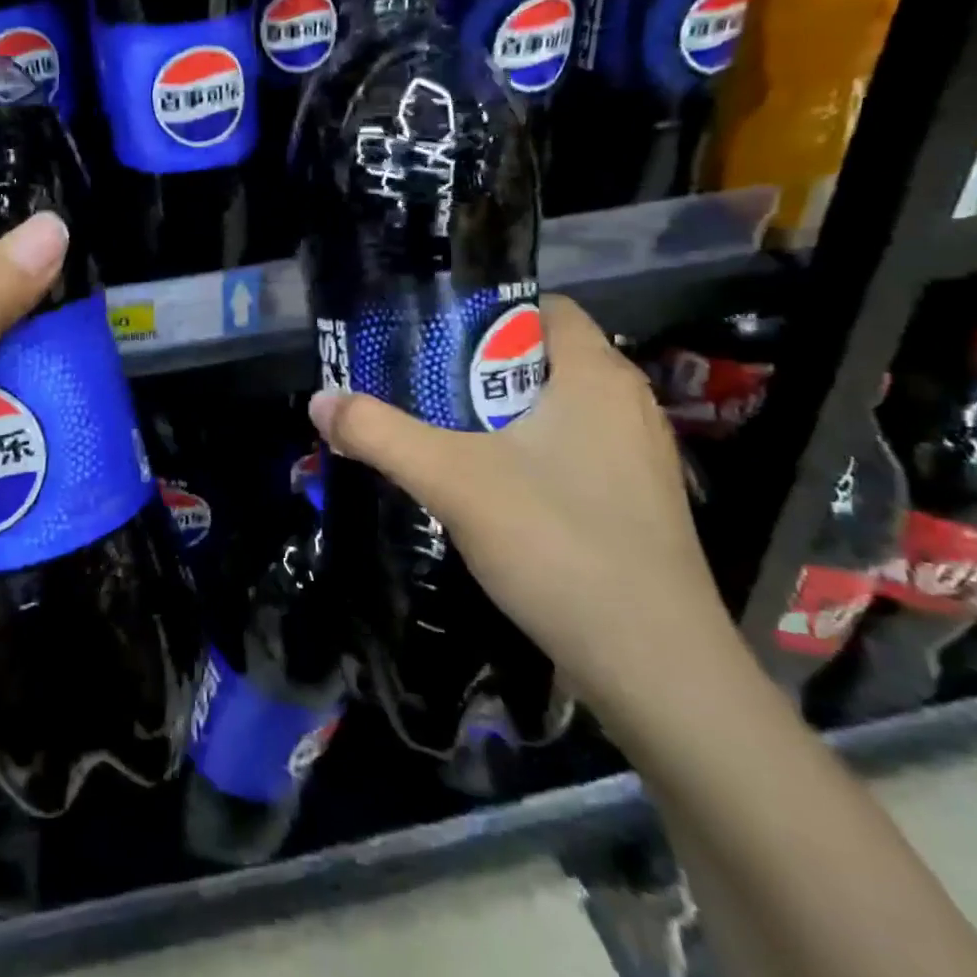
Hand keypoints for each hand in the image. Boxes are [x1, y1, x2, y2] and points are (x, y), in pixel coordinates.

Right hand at [307, 294, 736, 725]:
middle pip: (543, 358)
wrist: (657, 669)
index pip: (544, 307)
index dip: (486, 312)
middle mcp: (628, 404)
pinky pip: (573, 451)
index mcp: (596, 375)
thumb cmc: (559, 545)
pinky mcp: (636, 503)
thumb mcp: (452, 480)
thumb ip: (381, 435)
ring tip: (443, 433)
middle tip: (421, 386)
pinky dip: (529, 453)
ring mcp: (638, 457)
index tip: (431, 336)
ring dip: (502, 414)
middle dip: (480, 366)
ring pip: (557, 409)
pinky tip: (489, 488)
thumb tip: (318, 401)